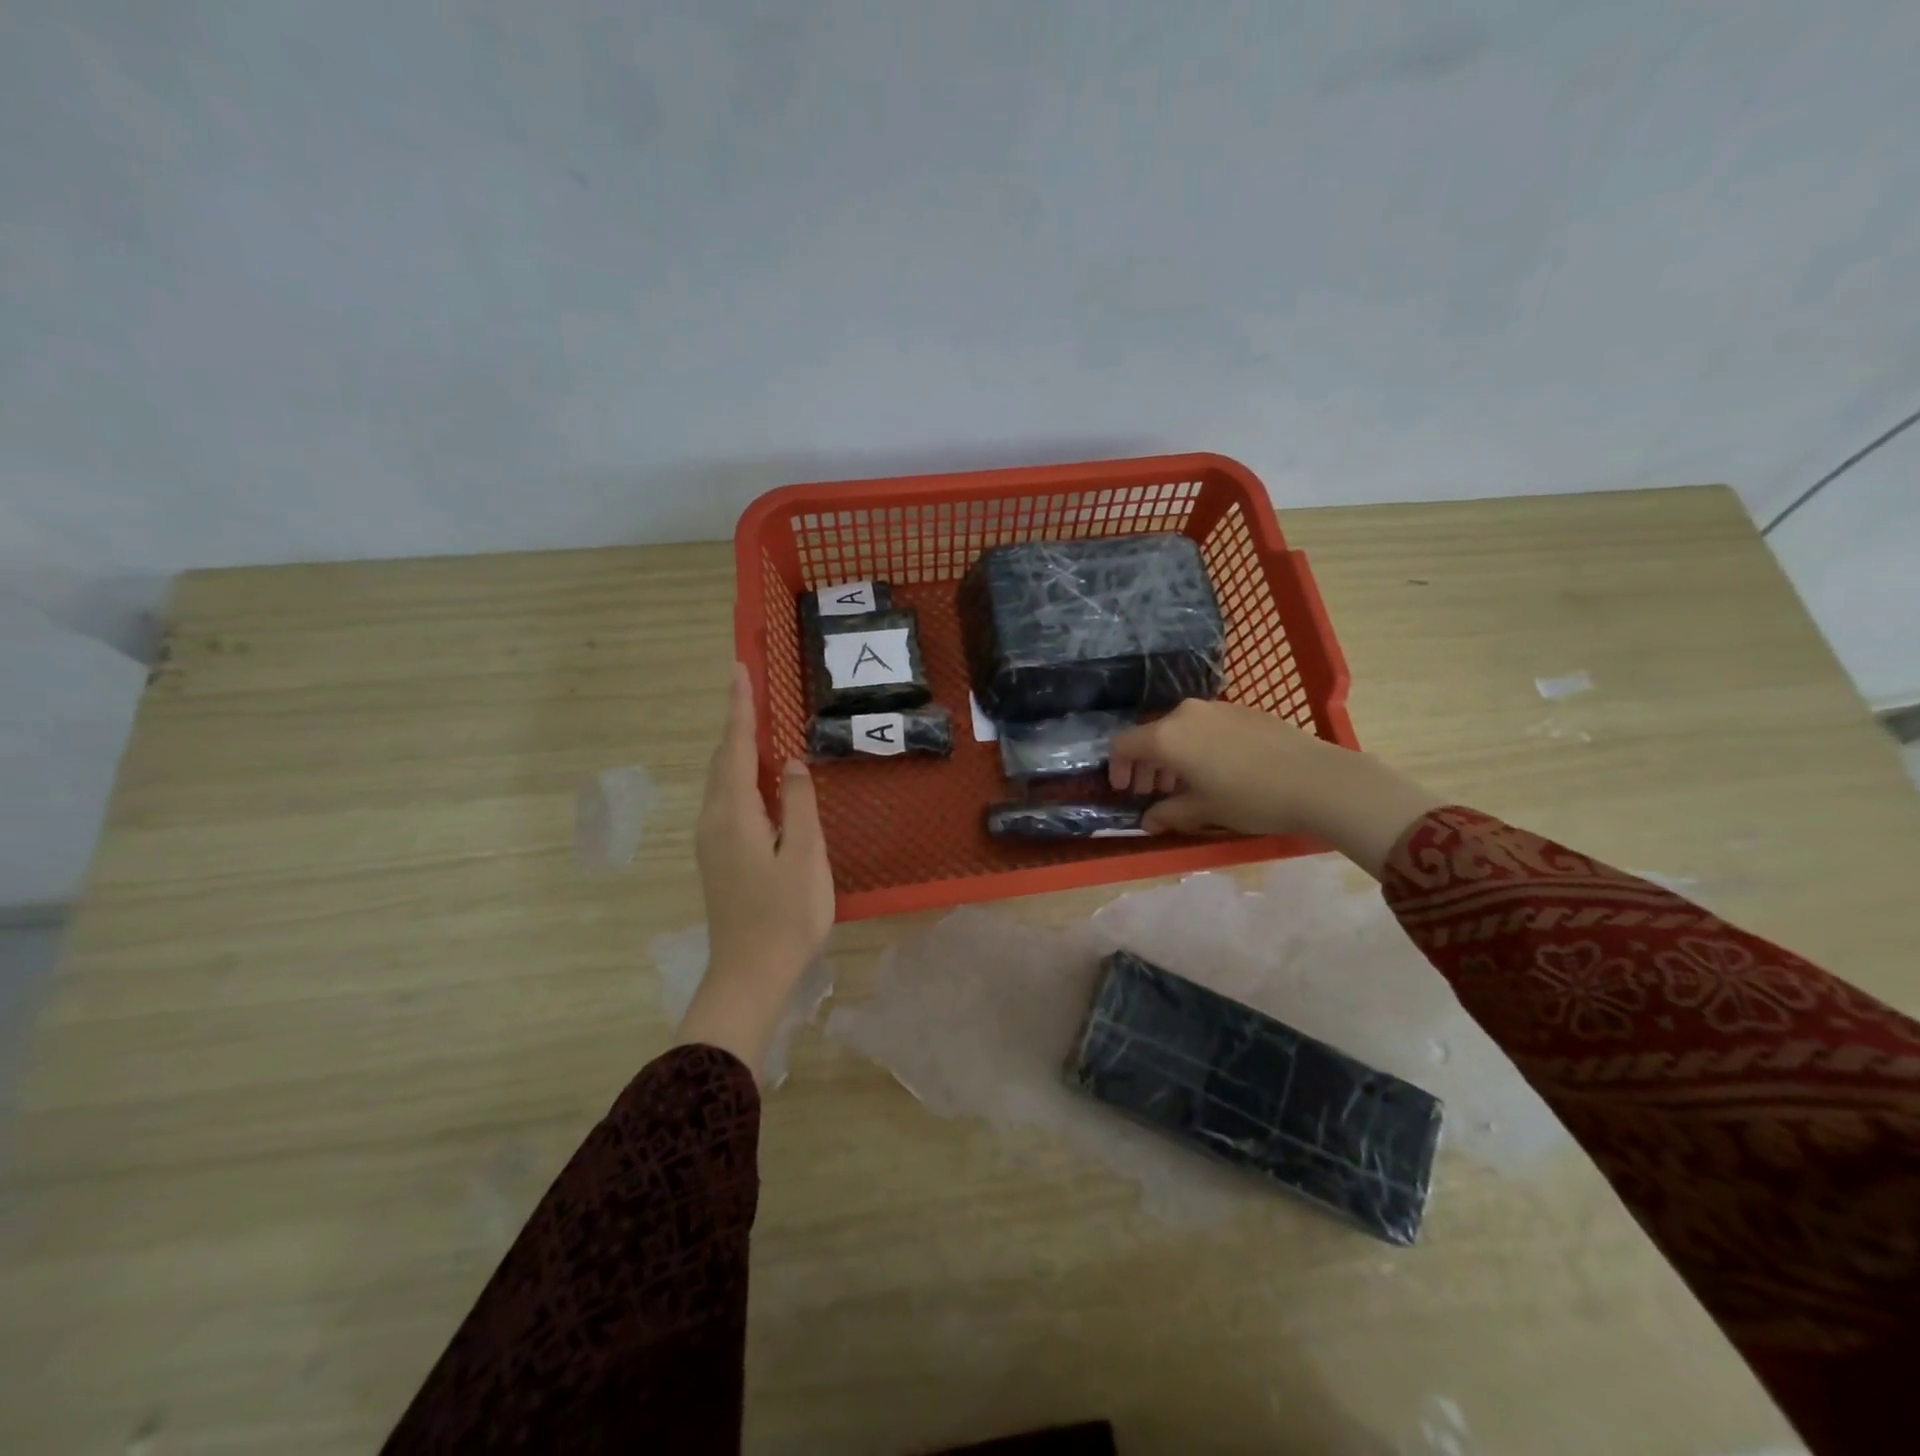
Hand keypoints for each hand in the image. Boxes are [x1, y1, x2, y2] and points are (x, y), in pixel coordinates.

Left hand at [680, 664, 835, 1077]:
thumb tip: (793, 764)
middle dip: (736, 723)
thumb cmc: (785, 917)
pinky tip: (760, 781)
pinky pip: (726, 800)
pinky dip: (741, 776)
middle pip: (724, 760)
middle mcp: (714, 820)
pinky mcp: (718, 857)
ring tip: (758, 725)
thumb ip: (800, 805)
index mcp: (734, 814)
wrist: (749, 975)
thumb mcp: (805, 857)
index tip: (738, 669)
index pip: (737, 748)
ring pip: (723, 781)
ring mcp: (711, 841)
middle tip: (750, 688)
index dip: (740, 708)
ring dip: (738, 749)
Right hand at [1107, 699, 1446, 879]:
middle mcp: (1185, 714)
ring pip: (1178, 729)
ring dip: (1171, 756)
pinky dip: (1196, 746)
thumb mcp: (1203, 811)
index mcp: (1167, 736)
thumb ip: (1168, 813)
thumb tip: (1148, 820)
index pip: (1123, 745)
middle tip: (1151, 792)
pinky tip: (1216, 770)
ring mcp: (1215, 708)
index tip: (1124, 790)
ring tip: (1183, 785)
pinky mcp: (1242, 710)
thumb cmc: (1250, 798)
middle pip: (1150, 735)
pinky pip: (1204, 726)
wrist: (1318, 779)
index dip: (1116, 768)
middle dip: (1145, 765)